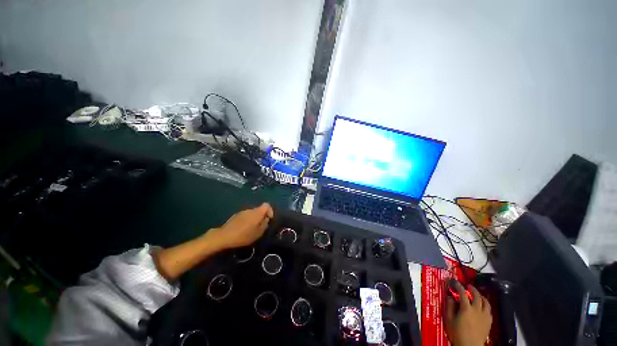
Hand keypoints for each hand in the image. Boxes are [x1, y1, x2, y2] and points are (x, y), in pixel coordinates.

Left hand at [208, 203, 273, 249]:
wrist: (224, 236)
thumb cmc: (243, 235)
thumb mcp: (258, 233)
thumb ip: (264, 225)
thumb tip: (266, 219)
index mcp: (257, 212)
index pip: (267, 205)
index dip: (270, 211)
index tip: (269, 219)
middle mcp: (250, 210)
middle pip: (259, 209)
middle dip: (262, 216)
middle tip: (261, 226)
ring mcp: (242, 212)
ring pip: (252, 213)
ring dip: (254, 219)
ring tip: (252, 229)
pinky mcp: (236, 215)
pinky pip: (246, 216)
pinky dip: (248, 220)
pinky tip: (244, 229)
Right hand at [445, 281, 492, 345]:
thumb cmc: (457, 333)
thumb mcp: (448, 319)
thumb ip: (449, 306)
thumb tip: (450, 297)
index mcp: (466, 308)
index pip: (462, 293)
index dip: (458, 286)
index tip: (455, 282)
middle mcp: (477, 310)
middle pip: (477, 295)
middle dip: (472, 289)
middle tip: (468, 286)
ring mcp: (485, 316)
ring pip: (486, 302)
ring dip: (481, 296)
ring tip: (477, 294)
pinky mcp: (489, 322)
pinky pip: (489, 310)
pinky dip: (486, 305)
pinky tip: (483, 307)